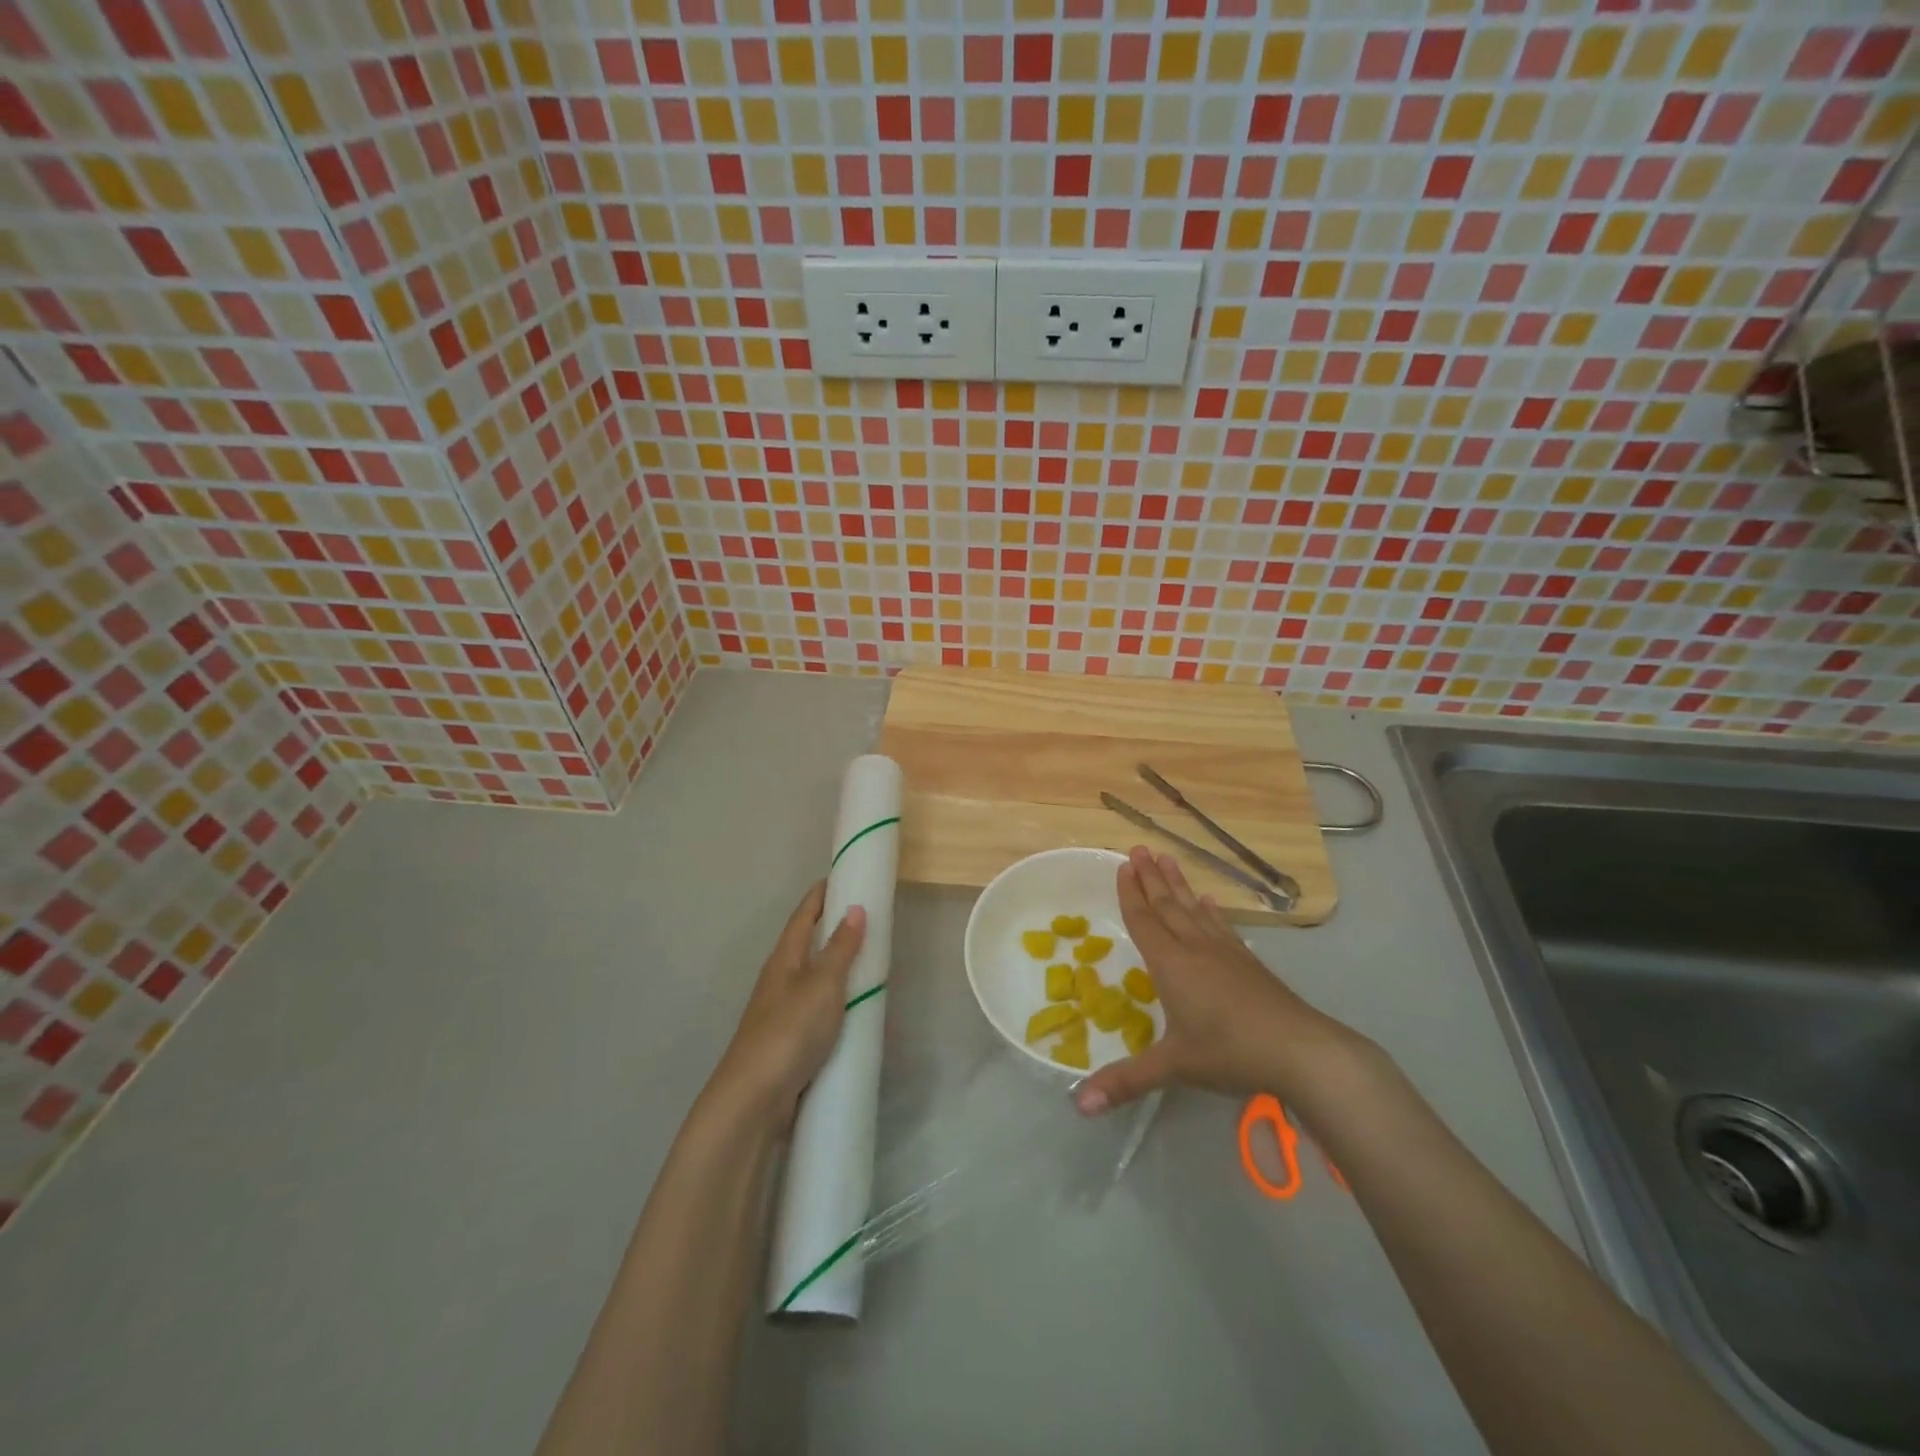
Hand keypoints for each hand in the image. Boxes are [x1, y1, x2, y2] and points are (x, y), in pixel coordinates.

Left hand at [710, 882, 865, 1125]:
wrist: (754, 1099)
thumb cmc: (789, 1032)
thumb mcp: (822, 985)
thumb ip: (840, 949)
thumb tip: (855, 909)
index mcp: (784, 959)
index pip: (803, 915)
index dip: (821, 894)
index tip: (842, 875)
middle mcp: (780, 980)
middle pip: (807, 944)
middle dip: (833, 928)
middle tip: (867, 917)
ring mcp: (783, 1012)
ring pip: (814, 979)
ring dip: (838, 967)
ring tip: (870, 962)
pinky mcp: (790, 1041)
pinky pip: (819, 1010)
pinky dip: (839, 1003)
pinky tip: (858, 1013)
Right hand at [1075, 847, 1354, 1115]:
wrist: (1302, 1051)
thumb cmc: (1230, 1053)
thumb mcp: (1174, 1067)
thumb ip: (1125, 1082)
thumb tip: (1076, 1106)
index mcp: (1171, 965)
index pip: (1144, 921)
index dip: (1131, 894)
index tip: (1122, 865)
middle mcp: (1195, 949)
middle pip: (1168, 906)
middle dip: (1150, 878)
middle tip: (1138, 848)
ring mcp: (1226, 953)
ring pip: (1194, 910)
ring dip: (1178, 884)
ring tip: (1167, 858)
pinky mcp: (1249, 964)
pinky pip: (1222, 928)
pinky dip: (1212, 911)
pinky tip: (1210, 901)